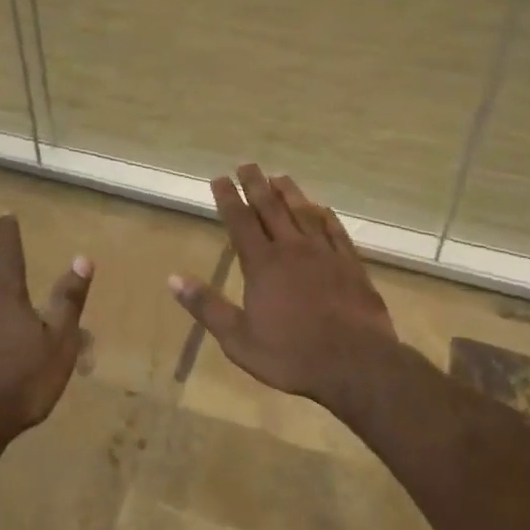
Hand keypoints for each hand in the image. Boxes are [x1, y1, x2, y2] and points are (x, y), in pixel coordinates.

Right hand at [169, 165, 398, 414]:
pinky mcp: (351, 265)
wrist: (356, 364)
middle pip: (271, 208)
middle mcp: (292, 250)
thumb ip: (207, 306)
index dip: (228, 198)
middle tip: (247, 165)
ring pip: (304, 213)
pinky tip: (322, 208)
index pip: (240, 221)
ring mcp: (325, 254)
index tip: (220, 178)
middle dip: (256, 185)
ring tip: (279, 176)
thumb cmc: (291, 355)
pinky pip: (336, 231)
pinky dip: (326, 216)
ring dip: (290, 193)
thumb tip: (173, 279)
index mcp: (263, 265)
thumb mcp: (238, 339)